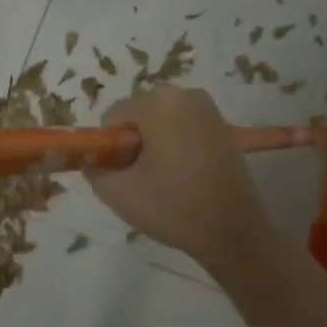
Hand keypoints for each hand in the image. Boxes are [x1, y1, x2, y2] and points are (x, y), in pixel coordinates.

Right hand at [85, 87, 275, 272]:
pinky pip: (183, 130)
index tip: (125, 174)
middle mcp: (185, 94)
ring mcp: (209, 109)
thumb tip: (92, 161)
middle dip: (134, 142)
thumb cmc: (173, 207)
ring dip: (155, 145)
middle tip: (143, 178)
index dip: (111, 146)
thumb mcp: (118, 193)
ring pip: (161, 123)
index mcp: (159, 102)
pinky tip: (184, 176)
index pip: (113, 116)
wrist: (234, 231)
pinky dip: (176, 147)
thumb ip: (94, 170)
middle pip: (138, 115)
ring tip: (164, 180)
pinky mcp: (223, 127)